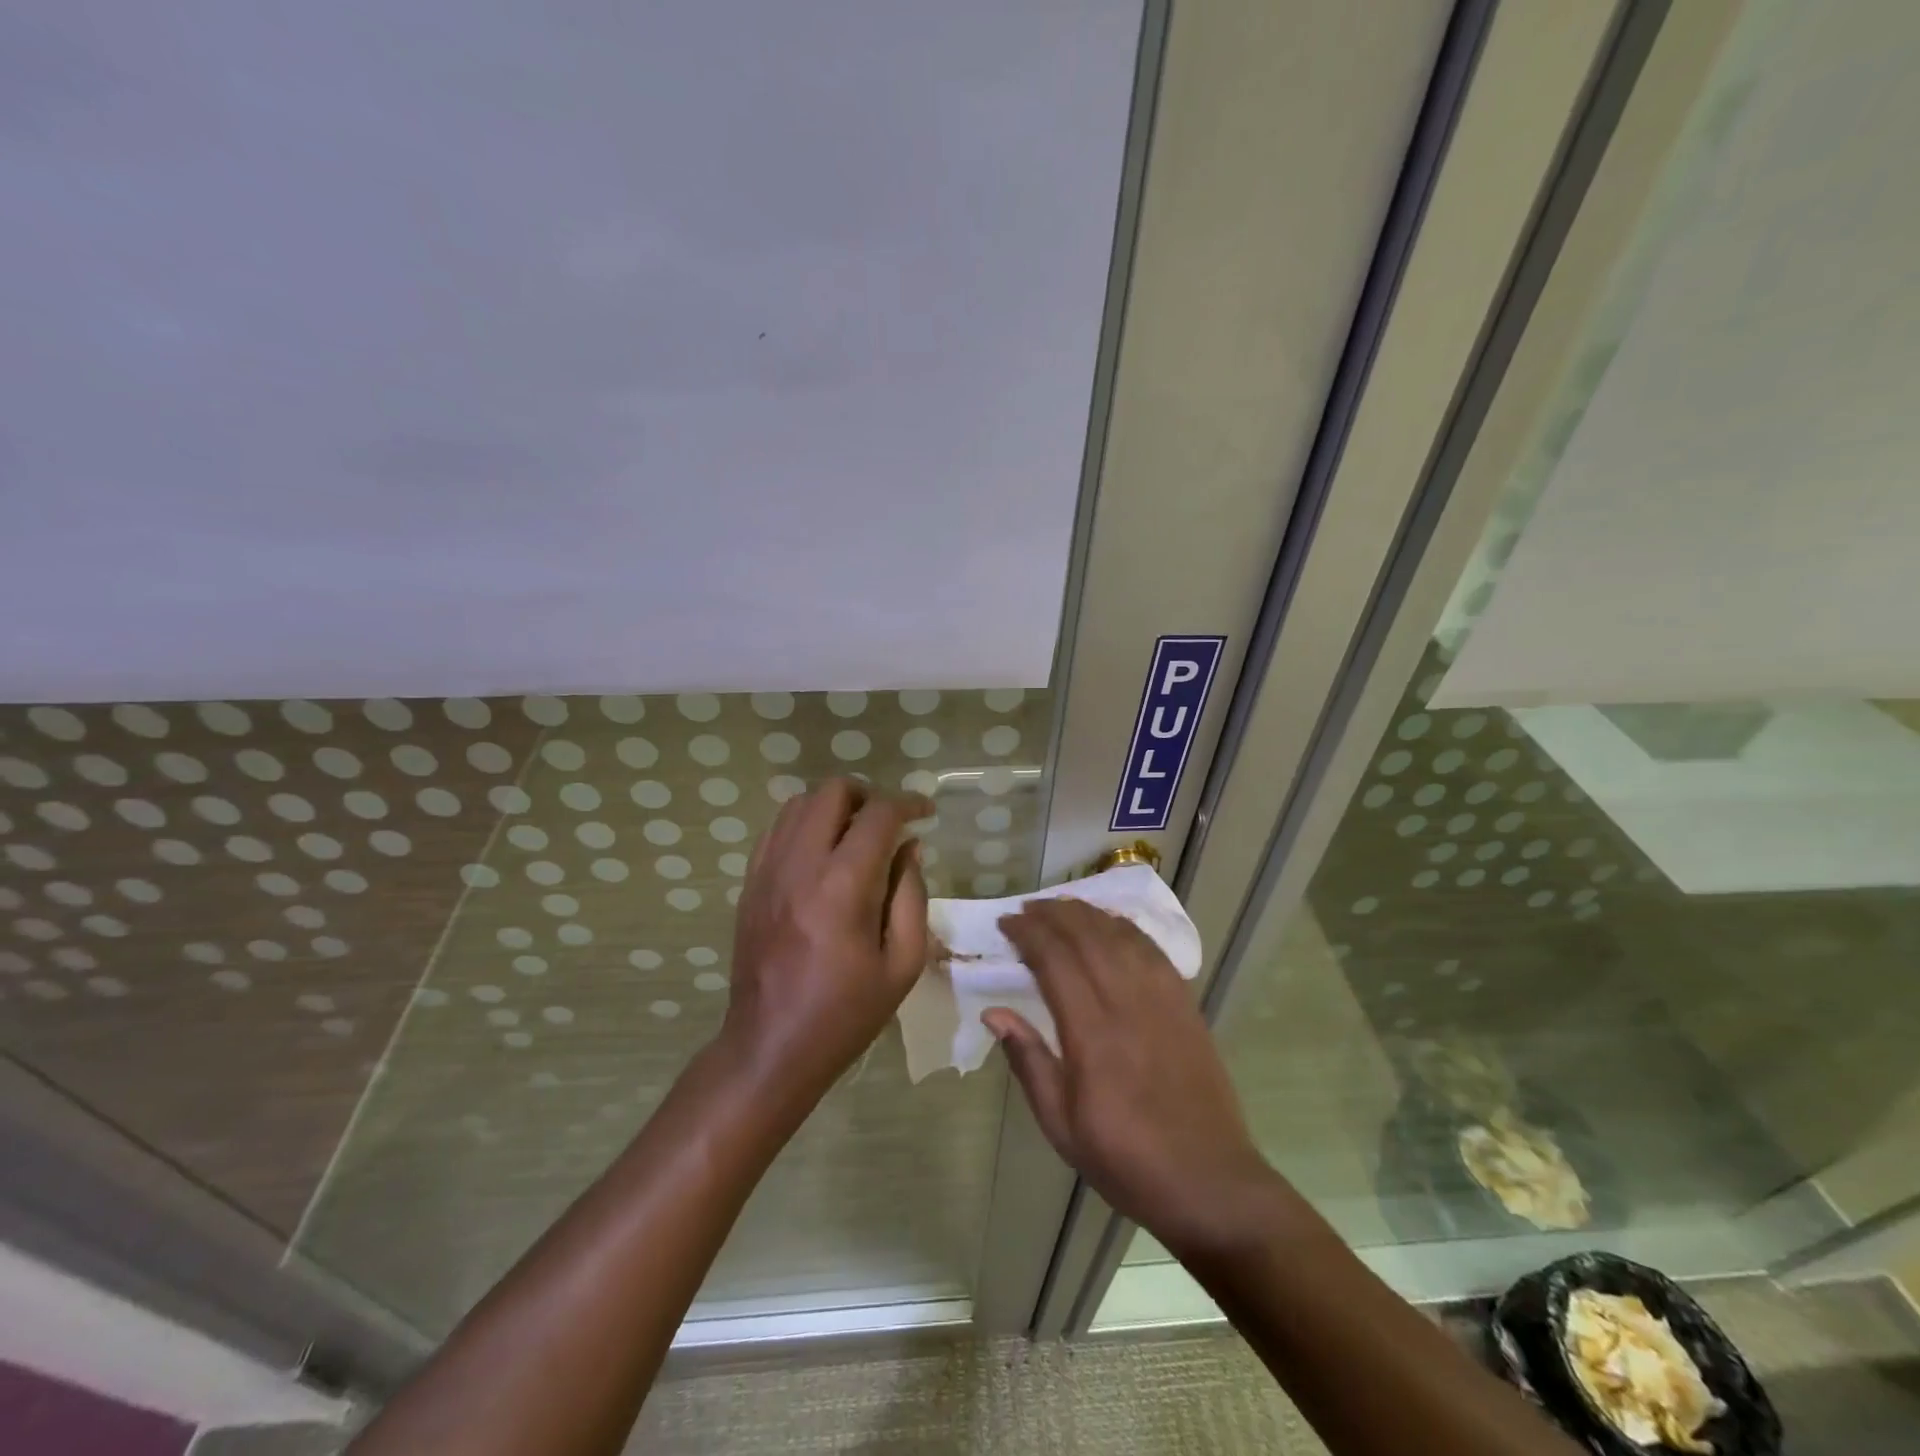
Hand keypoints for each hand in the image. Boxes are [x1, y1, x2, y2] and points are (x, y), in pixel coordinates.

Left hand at [720, 778, 930, 1100]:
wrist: (770, 1046)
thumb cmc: (846, 1012)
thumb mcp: (902, 963)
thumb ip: (911, 895)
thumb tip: (910, 847)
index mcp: (843, 886)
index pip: (878, 815)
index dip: (908, 804)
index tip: (926, 813)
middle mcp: (800, 865)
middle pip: (832, 792)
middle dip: (868, 795)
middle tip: (889, 822)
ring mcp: (768, 871)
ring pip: (799, 803)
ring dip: (834, 807)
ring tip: (856, 834)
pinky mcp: (750, 883)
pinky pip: (776, 830)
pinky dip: (804, 825)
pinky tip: (821, 853)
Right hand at [985, 898, 1277, 1256]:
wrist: (1207, 1181)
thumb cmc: (1125, 1159)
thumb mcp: (1061, 1125)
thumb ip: (1028, 1062)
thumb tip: (994, 1013)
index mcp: (1092, 1035)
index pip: (1055, 961)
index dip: (1028, 933)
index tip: (1007, 923)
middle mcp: (1127, 1004)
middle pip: (1087, 936)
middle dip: (1054, 914)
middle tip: (1027, 909)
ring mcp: (1162, 1000)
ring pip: (1121, 935)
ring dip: (1088, 913)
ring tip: (1062, 907)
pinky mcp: (1186, 1004)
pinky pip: (1153, 950)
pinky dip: (1126, 928)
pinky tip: (1111, 925)